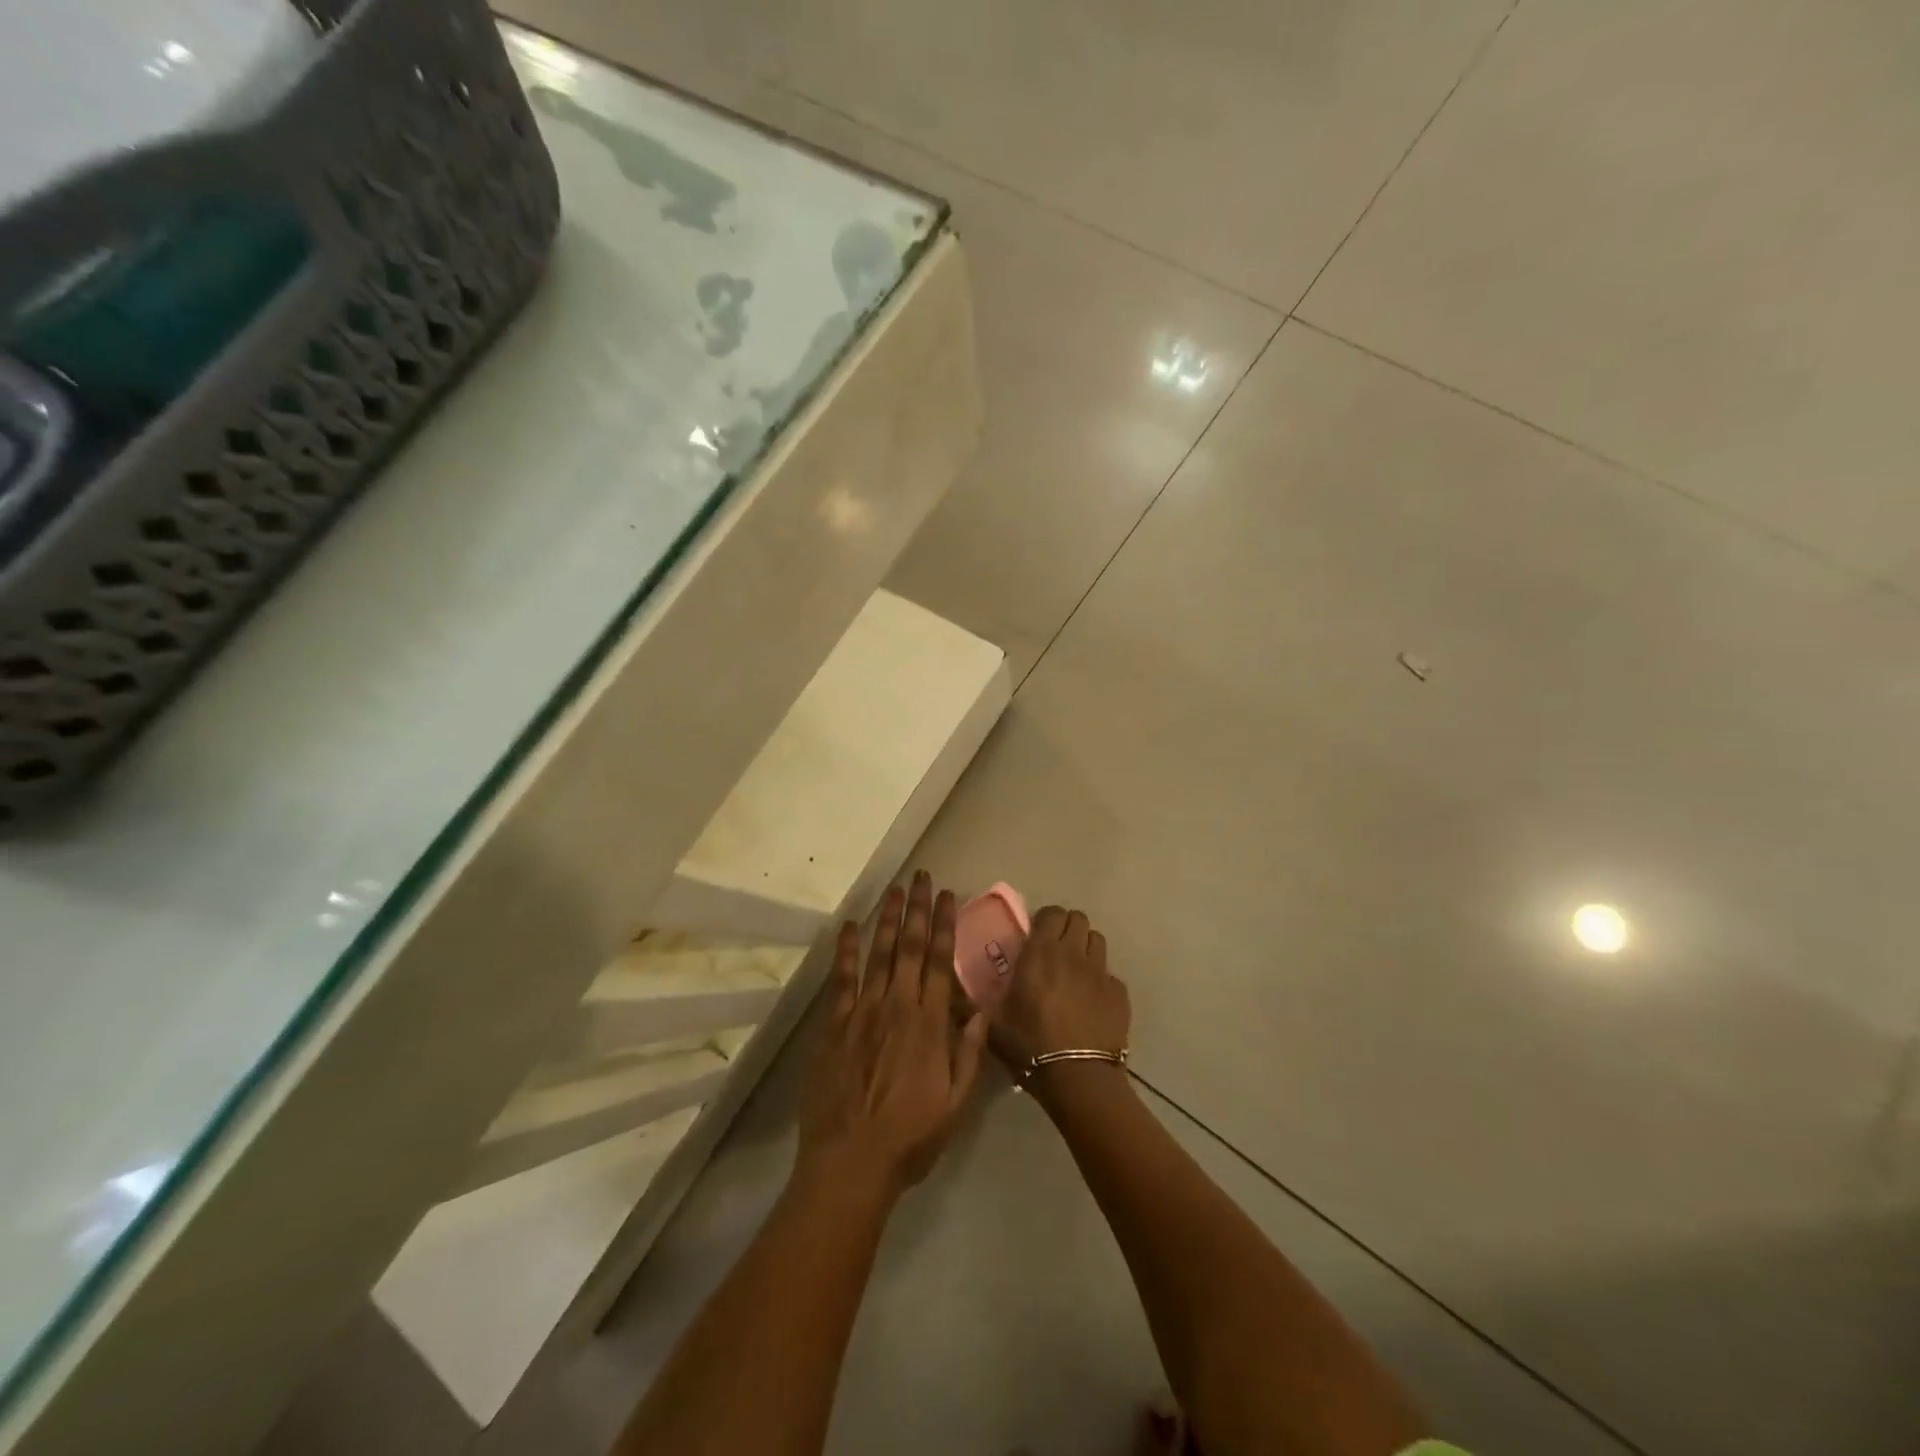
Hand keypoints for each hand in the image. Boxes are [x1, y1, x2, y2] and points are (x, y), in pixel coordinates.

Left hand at [799, 872, 989, 1197]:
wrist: (851, 1162)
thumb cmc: (910, 1136)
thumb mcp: (957, 1102)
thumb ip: (970, 1051)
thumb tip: (982, 1006)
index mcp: (929, 1023)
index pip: (939, 960)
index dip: (943, 924)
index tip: (946, 895)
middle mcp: (897, 1006)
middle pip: (909, 947)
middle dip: (916, 908)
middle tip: (919, 876)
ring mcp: (863, 1012)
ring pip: (878, 954)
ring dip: (887, 919)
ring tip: (893, 889)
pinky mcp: (835, 1025)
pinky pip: (842, 979)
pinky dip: (846, 950)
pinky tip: (849, 926)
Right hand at [992, 906, 1130, 1070]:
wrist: (1077, 1077)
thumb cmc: (1030, 1046)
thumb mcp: (994, 1023)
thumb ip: (981, 1001)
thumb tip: (962, 996)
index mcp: (1041, 953)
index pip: (1051, 913)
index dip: (1045, 920)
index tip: (1036, 936)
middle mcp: (1073, 953)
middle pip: (1078, 919)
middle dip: (1067, 928)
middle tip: (1055, 950)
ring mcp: (1100, 972)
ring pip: (1097, 940)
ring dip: (1085, 948)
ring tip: (1075, 970)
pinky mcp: (1120, 993)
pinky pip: (1110, 974)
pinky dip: (1100, 980)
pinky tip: (1091, 1001)